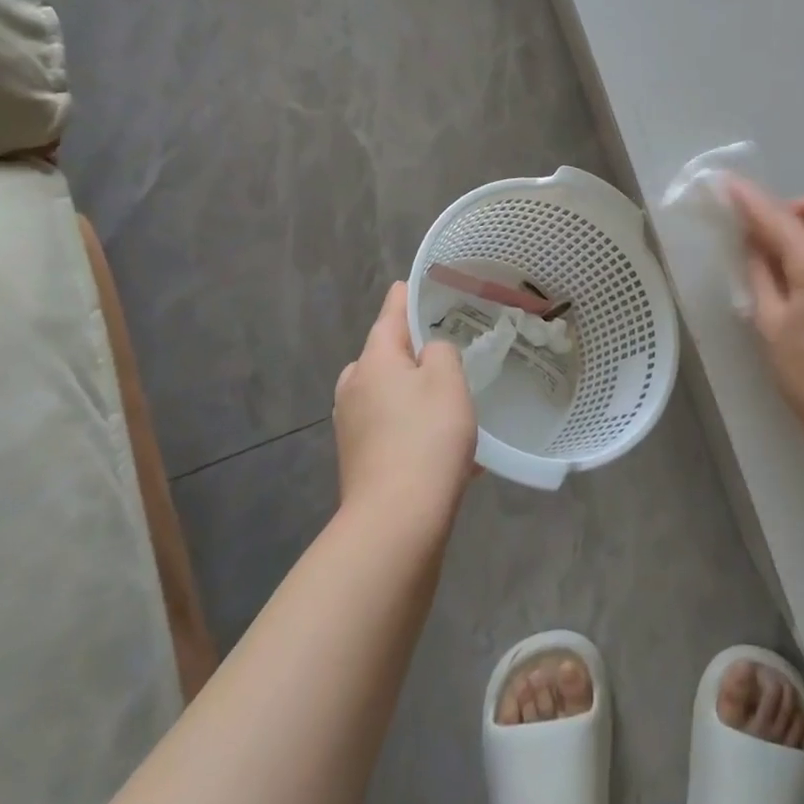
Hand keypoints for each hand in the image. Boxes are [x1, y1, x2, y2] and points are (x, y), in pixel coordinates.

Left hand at [334, 282, 476, 531]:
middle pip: (386, 356)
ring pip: (389, 394)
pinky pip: (391, 427)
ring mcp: (351, 425)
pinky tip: (445, 447)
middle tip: (448, 353)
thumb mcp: (448, 380)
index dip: (405, 296)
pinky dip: (413, 426)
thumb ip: (441, 351)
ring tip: (452, 404)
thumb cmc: (426, 438)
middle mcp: (354, 387)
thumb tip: (429, 354)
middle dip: (413, 352)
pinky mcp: (358, 458)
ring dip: (416, 393)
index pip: (391, 314)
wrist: (396, 520)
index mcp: (374, 360)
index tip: (413, 283)